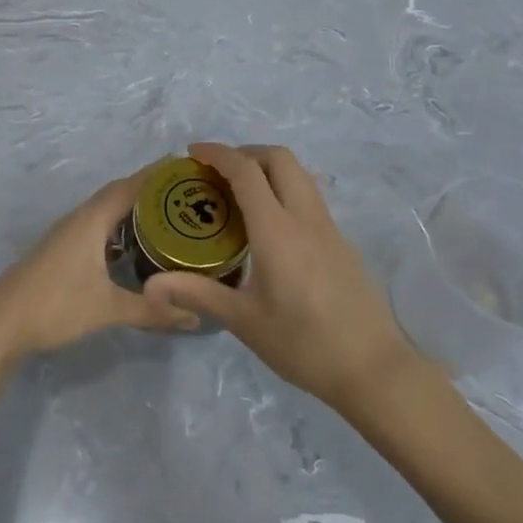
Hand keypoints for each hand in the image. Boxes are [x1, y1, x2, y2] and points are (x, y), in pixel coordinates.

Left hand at [0, 171, 199, 366]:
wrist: (1, 323)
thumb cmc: (55, 305)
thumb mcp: (107, 308)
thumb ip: (150, 311)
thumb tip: (194, 318)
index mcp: (91, 219)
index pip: (130, 186)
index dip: (158, 175)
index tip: (188, 167)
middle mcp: (80, 218)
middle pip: (120, 194)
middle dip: (151, 191)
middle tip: (187, 195)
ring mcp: (69, 234)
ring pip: (107, 211)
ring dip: (134, 210)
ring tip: (169, 217)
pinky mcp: (63, 250)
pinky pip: (99, 226)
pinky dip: (120, 228)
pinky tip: (134, 246)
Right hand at [143, 143, 415, 412]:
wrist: (374, 369)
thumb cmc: (303, 344)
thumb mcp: (244, 321)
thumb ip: (197, 294)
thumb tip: (149, 286)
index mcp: (277, 229)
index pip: (246, 171)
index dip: (218, 154)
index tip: (193, 152)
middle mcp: (305, 217)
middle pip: (279, 158)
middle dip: (246, 152)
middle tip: (218, 171)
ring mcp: (329, 227)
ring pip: (299, 174)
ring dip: (268, 168)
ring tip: (241, 193)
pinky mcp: (342, 242)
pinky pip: (309, 197)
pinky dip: (285, 190)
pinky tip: (270, 226)